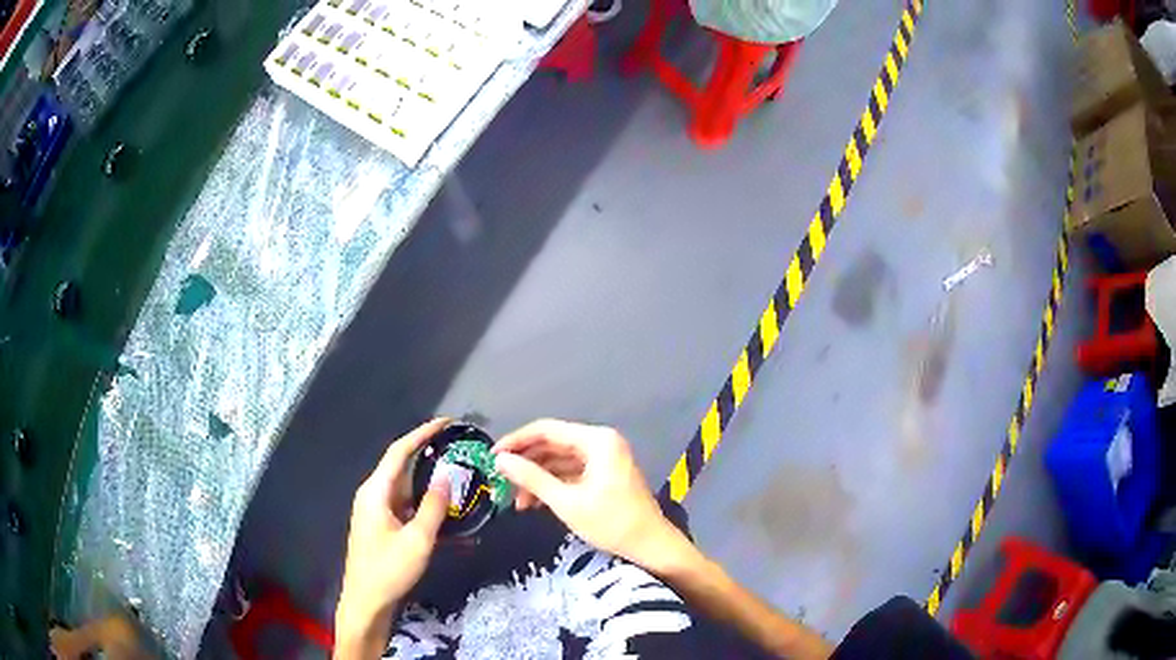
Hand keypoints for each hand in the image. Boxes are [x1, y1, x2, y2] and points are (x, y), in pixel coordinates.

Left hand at [336, 419, 450, 641]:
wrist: (367, 601)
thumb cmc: (389, 569)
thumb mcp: (417, 539)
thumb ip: (433, 506)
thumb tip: (447, 475)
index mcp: (376, 491)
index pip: (399, 452)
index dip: (422, 433)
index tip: (447, 422)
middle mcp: (374, 495)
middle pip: (403, 467)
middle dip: (429, 455)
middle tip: (459, 449)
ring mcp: (377, 511)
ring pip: (408, 490)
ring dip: (431, 485)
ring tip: (461, 479)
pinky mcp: (383, 526)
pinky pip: (407, 508)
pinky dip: (427, 508)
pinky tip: (450, 518)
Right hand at [492, 419, 686, 569]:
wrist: (650, 546)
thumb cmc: (611, 522)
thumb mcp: (566, 502)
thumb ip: (532, 478)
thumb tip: (500, 461)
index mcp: (596, 440)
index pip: (546, 430)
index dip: (516, 441)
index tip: (492, 457)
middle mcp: (600, 442)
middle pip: (552, 444)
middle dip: (526, 464)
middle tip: (501, 483)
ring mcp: (604, 458)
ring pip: (559, 460)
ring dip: (537, 479)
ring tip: (517, 503)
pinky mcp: (604, 474)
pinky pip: (571, 472)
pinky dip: (553, 485)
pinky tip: (535, 504)